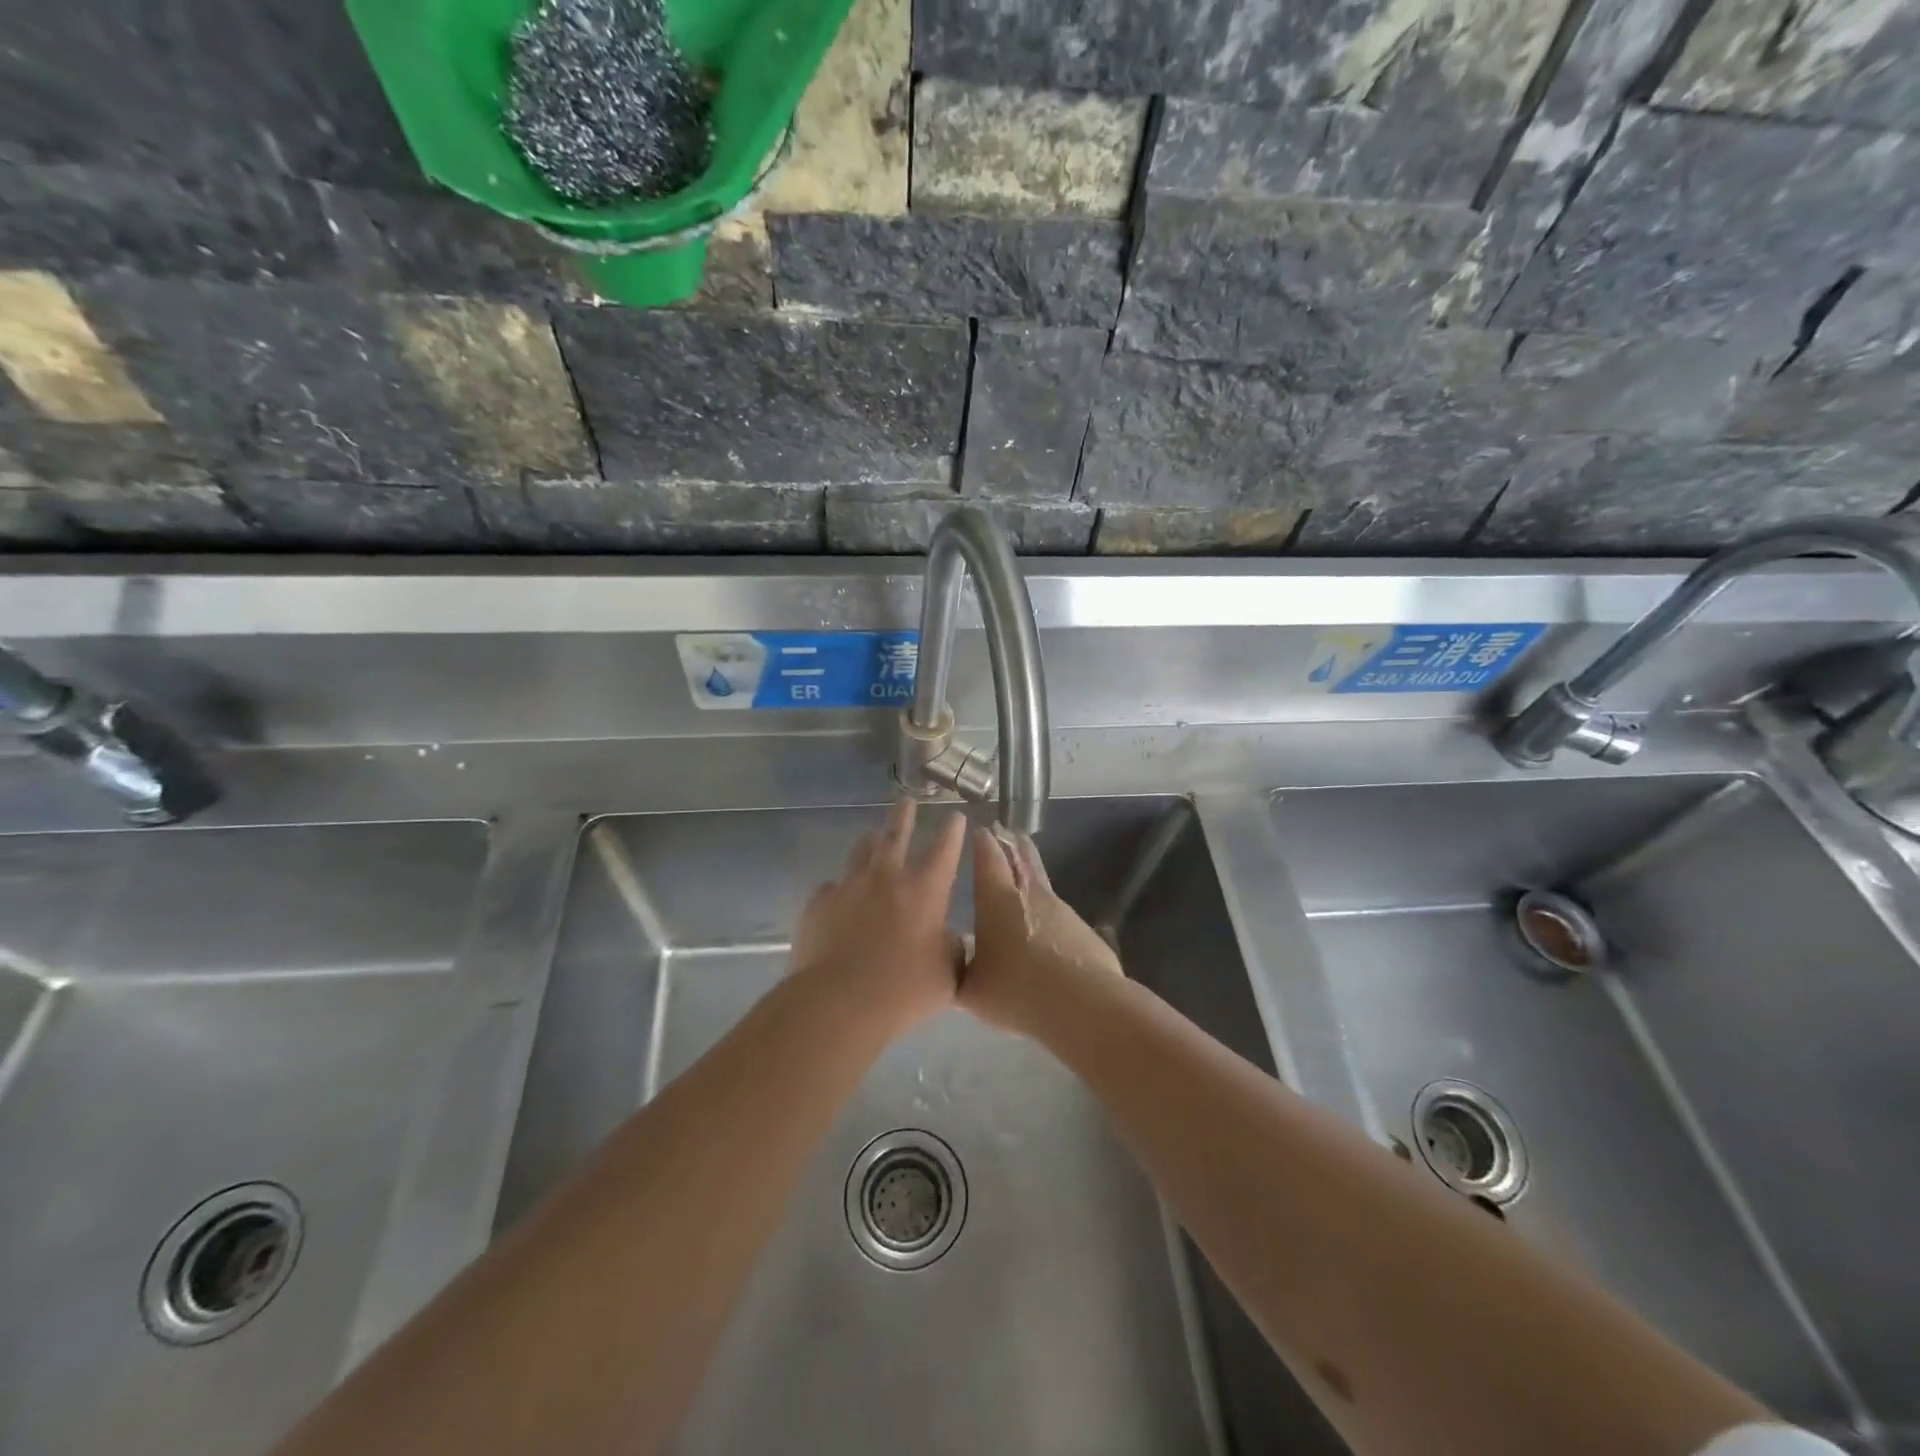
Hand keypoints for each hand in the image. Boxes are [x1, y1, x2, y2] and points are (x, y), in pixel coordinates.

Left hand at [789, 798, 966, 1036]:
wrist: (838, 1001)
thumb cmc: (903, 990)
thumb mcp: (946, 975)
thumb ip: (951, 950)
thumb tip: (948, 938)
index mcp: (924, 891)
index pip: (944, 850)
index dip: (952, 831)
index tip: (956, 816)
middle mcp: (886, 878)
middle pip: (896, 835)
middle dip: (904, 815)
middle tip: (906, 800)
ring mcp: (848, 887)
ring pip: (860, 852)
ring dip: (870, 842)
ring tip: (872, 837)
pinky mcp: (818, 904)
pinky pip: (831, 887)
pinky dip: (840, 888)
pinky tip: (839, 897)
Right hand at [962, 827, 1122, 1033]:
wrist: (1083, 1005)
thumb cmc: (1016, 991)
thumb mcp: (972, 990)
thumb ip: (959, 972)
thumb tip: (951, 961)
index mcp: (996, 900)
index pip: (988, 857)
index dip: (983, 841)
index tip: (979, 828)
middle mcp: (1030, 894)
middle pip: (1021, 857)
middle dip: (1011, 842)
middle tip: (1005, 830)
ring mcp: (1061, 910)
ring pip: (1042, 881)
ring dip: (1031, 872)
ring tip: (1023, 871)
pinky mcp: (1083, 930)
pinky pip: (1059, 913)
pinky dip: (1048, 912)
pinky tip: (1044, 927)